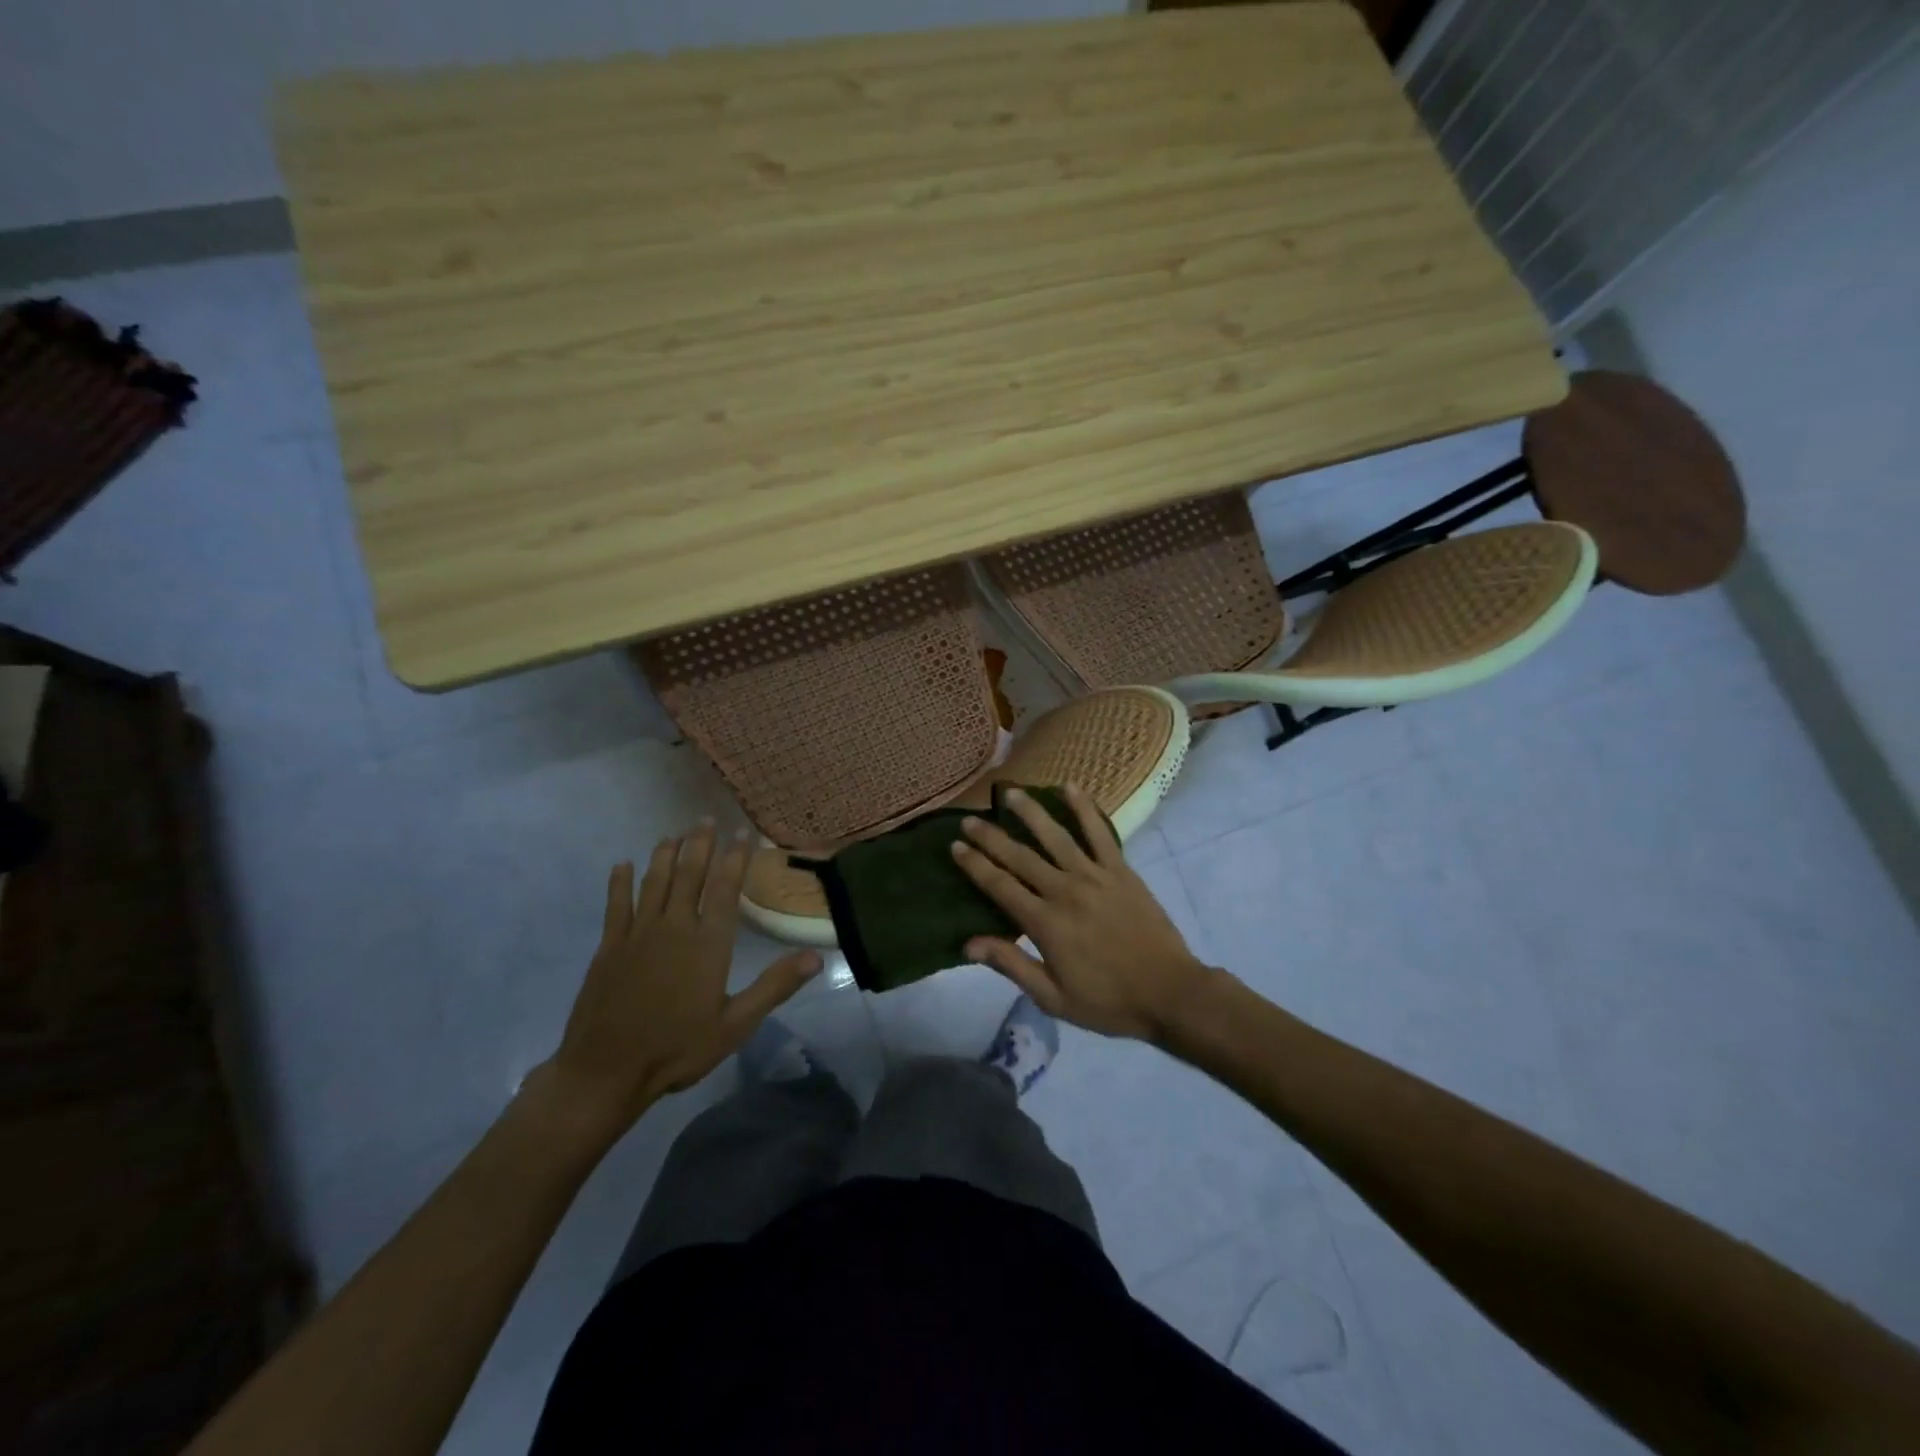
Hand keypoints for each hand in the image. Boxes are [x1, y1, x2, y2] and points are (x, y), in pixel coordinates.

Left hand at [537, 823, 822, 1138]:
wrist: (605, 1072)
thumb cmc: (677, 1048)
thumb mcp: (736, 1024)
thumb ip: (774, 986)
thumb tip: (816, 957)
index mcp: (708, 943)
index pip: (725, 888)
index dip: (735, 857)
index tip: (742, 833)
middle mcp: (674, 927)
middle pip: (689, 875)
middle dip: (700, 845)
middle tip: (706, 819)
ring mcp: (638, 934)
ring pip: (654, 882)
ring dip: (665, 855)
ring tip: (673, 835)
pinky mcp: (610, 946)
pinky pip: (616, 904)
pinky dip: (620, 882)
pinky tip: (622, 865)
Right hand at [951, 784, 1215, 1041]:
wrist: (1169, 992)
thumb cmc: (1107, 1001)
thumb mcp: (1052, 997)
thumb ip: (1011, 965)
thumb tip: (968, 943)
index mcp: (1044, 923)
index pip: (999, 885)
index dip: (974, 864)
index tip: (955, 845)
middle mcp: (1064, 890)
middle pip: (1020, 856)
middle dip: (991, 836)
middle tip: (969, 817)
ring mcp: (1094, 876)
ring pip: (1055, 835)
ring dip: (1030, 812)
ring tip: (1010, 793)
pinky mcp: (1120, 870)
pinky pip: (1099, 832)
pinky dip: (1084, 808)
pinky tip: (1069, 787)